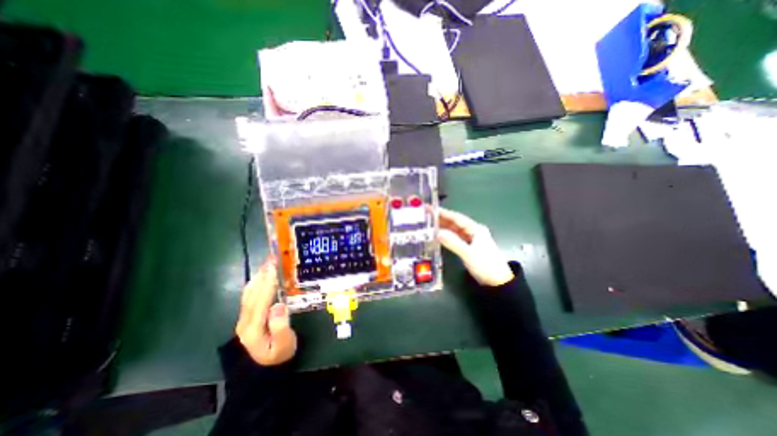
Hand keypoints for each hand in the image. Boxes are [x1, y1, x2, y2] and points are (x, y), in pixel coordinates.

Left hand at [234, 257, 296, 365]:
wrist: (264, 369)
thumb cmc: (279, 355)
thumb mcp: (284, 345)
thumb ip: (281, 326)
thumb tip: (278, 305)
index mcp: (254, 328)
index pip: (261, 300)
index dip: (268, 282)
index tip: (275, 266)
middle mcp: (244, 321)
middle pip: (253, 293)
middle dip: (263, 274)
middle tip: (272, 258)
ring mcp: (243, 319)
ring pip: (249, 293)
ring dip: (258, 276)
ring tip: (268, 262)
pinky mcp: (247, 317)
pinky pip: (249, 296)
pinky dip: (255, 283)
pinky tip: (261, 276)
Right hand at [436, 208, 514, 285]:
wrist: (498, 281)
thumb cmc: (486, 265)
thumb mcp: (468, 254)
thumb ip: (453, 243)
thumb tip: (437, 233)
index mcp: (475, 229)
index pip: (456, 218)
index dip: (443, 212)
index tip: (430, 208)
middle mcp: (473, 231)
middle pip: (454, 222)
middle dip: (441, 218)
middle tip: (426, 215)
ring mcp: (471, 239)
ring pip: (454, 230)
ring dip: (443, 227)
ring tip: (429, 224)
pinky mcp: (469, 246)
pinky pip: (455, 237)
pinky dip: (447, 236)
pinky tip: (438, 235)